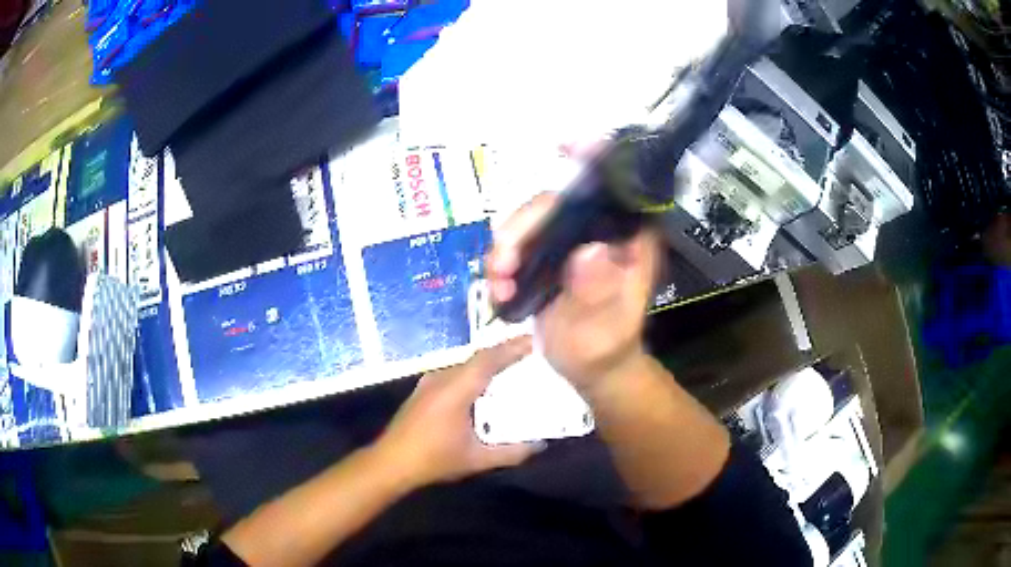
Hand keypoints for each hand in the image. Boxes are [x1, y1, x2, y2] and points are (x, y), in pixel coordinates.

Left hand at [375, 337, 541, 486]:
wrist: (391, 462)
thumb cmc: (434, 460)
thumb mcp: (477, 460)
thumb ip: (511, 453)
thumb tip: (540, 445)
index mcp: (455, 390)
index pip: (487, 359)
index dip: (511, 347)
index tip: (534, 340)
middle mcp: (442, 378)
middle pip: (477, 358)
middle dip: (504, 352)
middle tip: (531, 352)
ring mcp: (429, 382)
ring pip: (465, 364)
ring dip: (488, 363)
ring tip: (513, 365)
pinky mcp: (424, 389)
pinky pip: (455, 372)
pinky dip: (474, 373)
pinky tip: (483, 386)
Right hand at [488, 192, 660, 394]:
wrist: (591, 368)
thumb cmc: (605, 350)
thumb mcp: (603, 327)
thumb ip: (597, 293)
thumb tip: (588, 250)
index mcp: (629, 239)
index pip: (594, 197)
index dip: (558, 197)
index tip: (522, 225)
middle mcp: (602, 230)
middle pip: (554, 206)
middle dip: (519, 230)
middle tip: (500, 267)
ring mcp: (574, 240)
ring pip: (531, 222)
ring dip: (506, 249)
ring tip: (497, 285)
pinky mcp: (552, 253)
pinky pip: (520, 243)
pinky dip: (503, 262)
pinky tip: (499, 289)